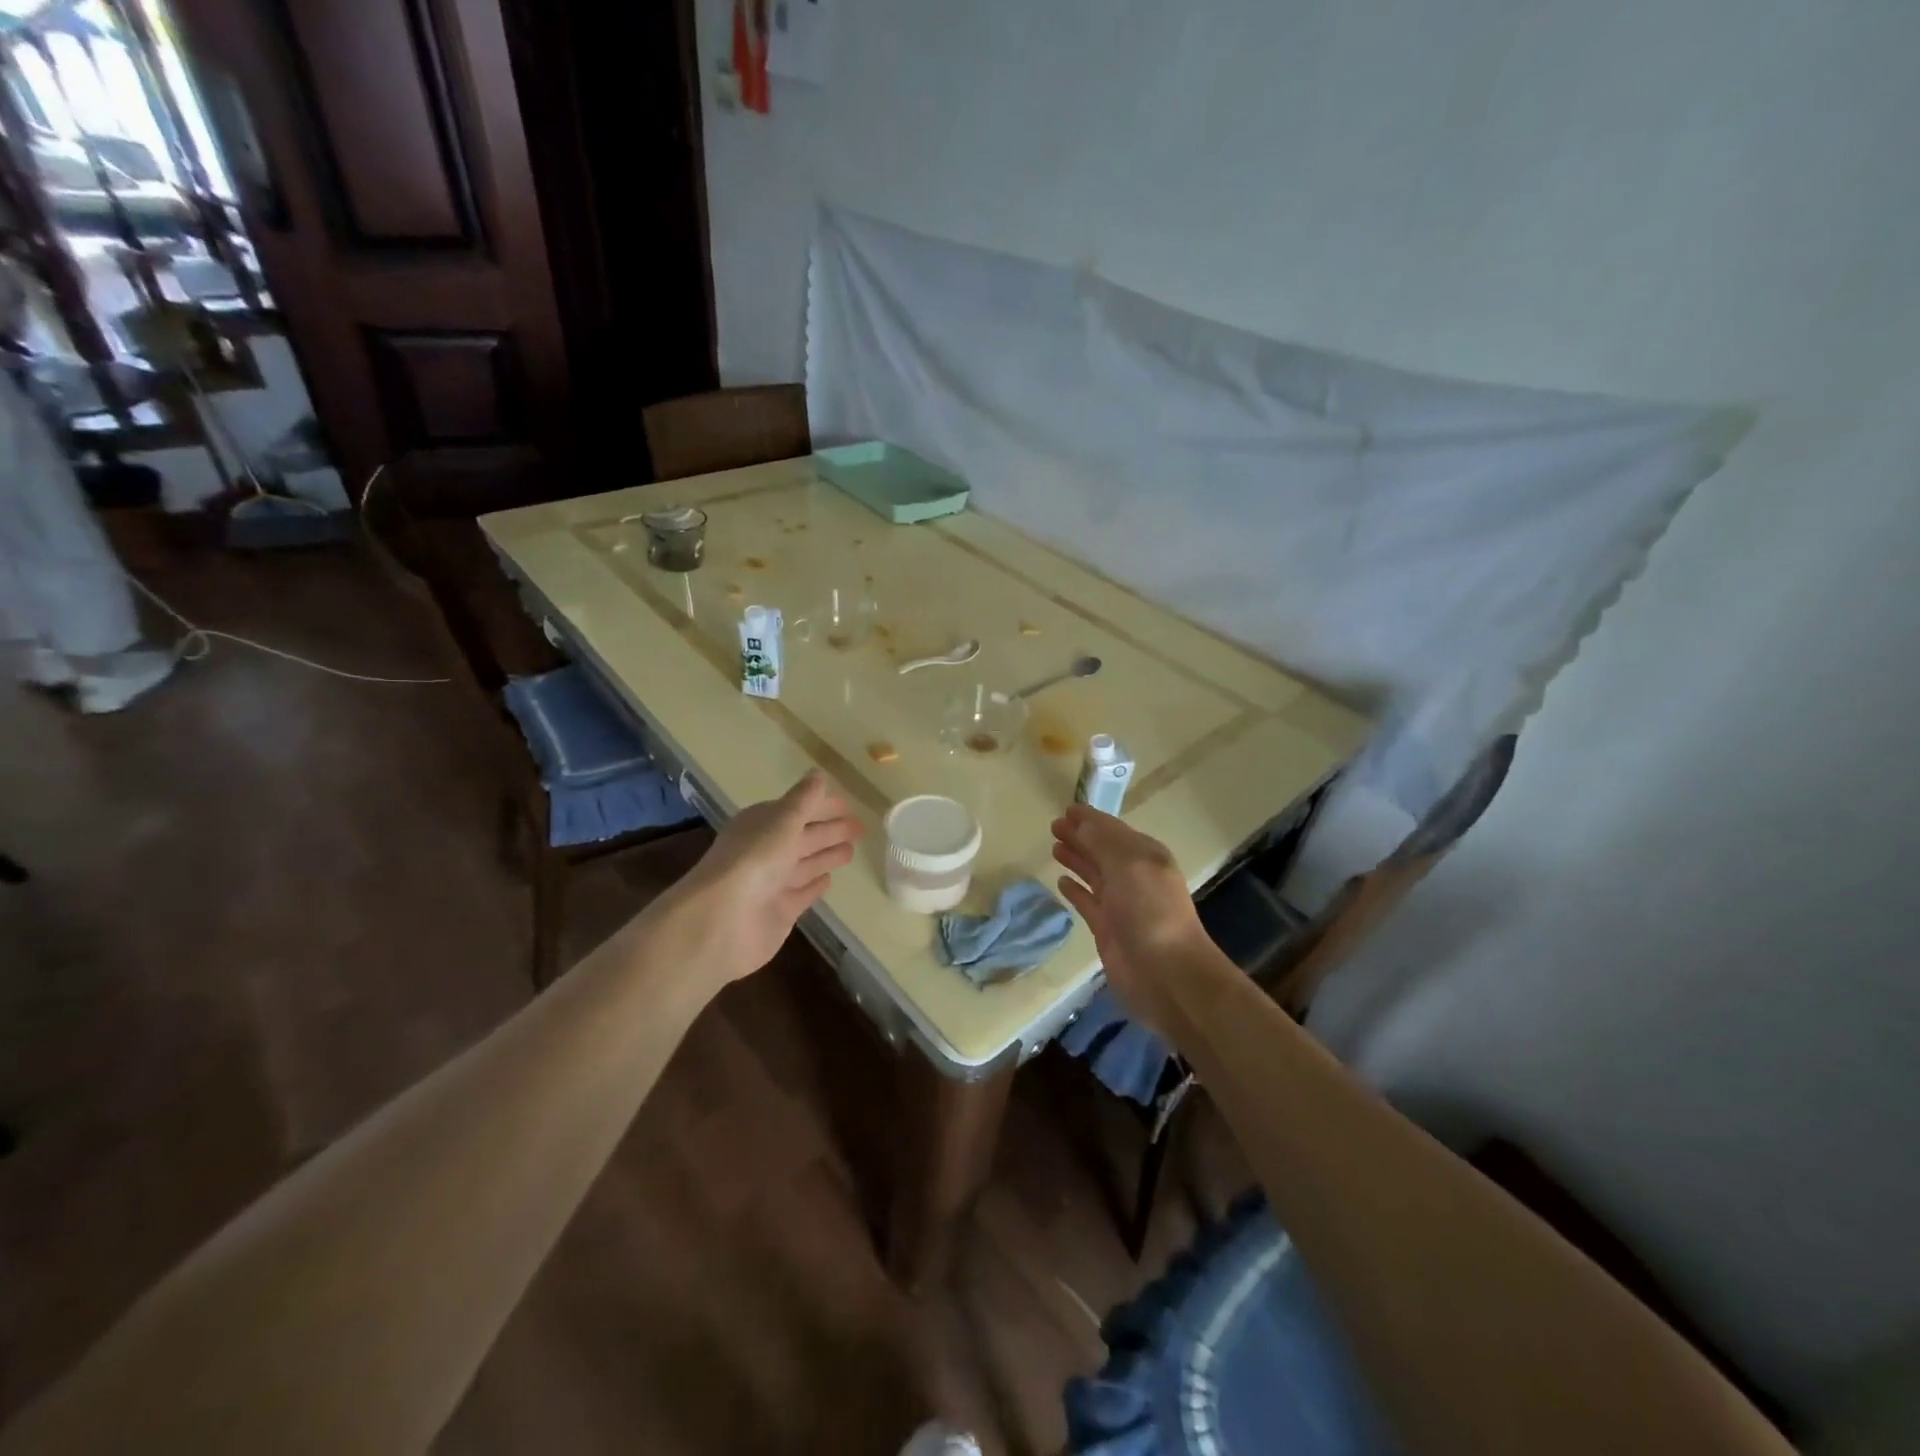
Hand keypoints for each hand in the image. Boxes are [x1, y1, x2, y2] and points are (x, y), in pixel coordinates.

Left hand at [660, 772, 863, 987]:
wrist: (724, 919)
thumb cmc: (755, 859)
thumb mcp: (783, 820)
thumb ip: (803, 799)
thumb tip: (817, 774)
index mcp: (761, 825)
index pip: (795, 810)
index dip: (820, 806)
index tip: (847, 804)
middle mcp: (765, 851)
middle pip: (802, 837)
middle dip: (829, 830)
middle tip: (859, 827)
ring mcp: (772, 883)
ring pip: (805, 864)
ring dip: (826, 855)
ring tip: (852, 850)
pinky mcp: (780, 911)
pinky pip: (802, 893)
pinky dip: (815, 886)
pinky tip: (830, 880)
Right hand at [1052, 805, 1215, 1032]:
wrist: (1166, 973)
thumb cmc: (1150, 910)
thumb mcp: (1128, 864)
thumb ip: (1102, 841)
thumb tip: (1080, 822)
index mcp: (1146, 856)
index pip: (1113, 829)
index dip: (1090, 819)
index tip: (1067, 808)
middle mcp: (1134, 876)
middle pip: (1102, 849)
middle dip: (1080, 836)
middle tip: (1054, 825)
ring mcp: (1120, 903)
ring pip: (1094, 873)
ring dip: (1076, 859)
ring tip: (1054, 846)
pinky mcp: (1107, 929)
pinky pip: (1087, 902)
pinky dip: (1075, 890)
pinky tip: (1061, 881)